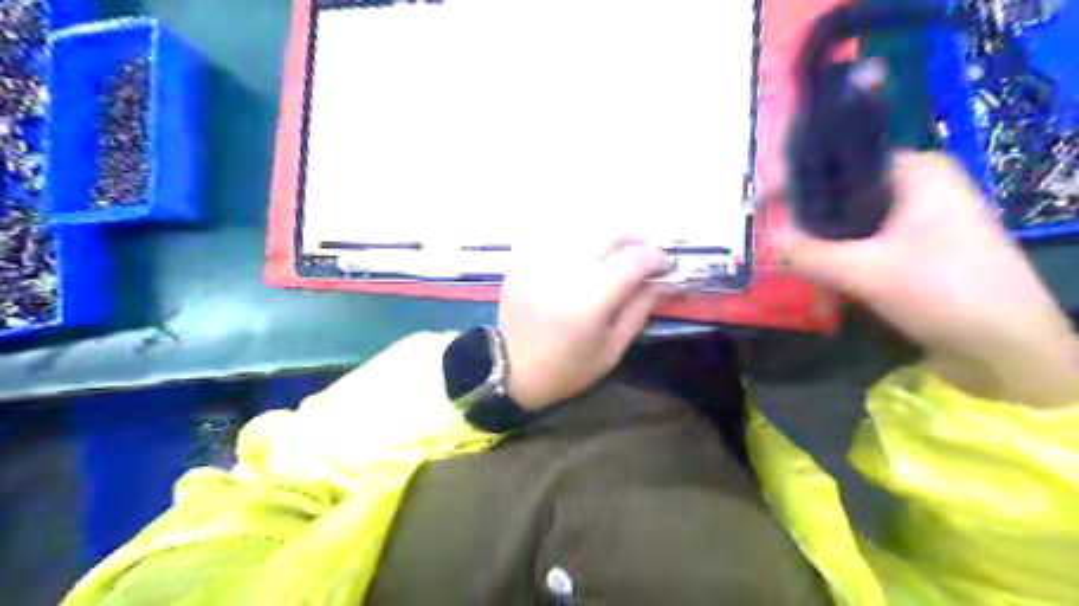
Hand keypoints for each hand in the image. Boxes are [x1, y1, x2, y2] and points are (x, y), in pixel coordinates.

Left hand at [500, 233, 670, 411]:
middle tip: (643, 252)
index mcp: (588, 302)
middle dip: (635, 237)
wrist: (510, 370)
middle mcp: (564, 272)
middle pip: (609, 231)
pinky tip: (582, 245)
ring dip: (606, 231)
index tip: (665, 266)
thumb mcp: (612, 349)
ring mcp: (539, 261)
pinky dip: (574, 229)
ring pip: (581, 224)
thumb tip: (666, 280)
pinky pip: (552, 228)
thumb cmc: (567, 368)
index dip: (656, 258)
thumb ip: (640, 309)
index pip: (632, 260)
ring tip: (614, 248)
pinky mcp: (522, 258)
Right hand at [780, 149, 1074, 405]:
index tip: (762, 199)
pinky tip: (813, 272)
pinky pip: (865, 245)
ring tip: (783, 252)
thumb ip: (808, 253)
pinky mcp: (918, 253)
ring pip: (853, 223)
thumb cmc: (944, 292)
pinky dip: (839, 257)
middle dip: (805, 214)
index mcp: (917, 172)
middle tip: (767, 230)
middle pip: (845, 193)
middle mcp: (920, 189)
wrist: (1008, 350)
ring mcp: (921, 222)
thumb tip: (768, 238)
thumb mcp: (865, 271)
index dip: (798, 179)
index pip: (842, 162)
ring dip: (821, 240)